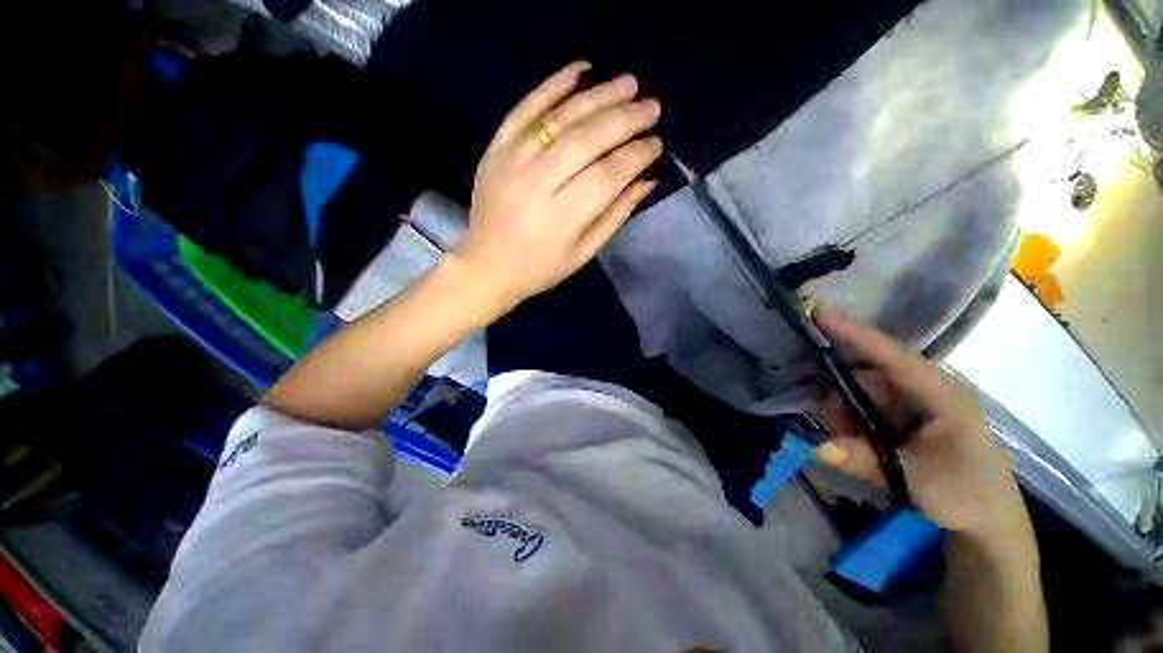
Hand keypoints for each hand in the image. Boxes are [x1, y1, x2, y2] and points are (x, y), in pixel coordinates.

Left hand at [450, 61, 661, 316]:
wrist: (487, 266)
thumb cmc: (541, 268)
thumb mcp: (583, 253)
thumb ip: (615, 216)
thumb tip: (647, 179)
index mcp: (561, 219)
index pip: (607, 176)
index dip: (636, 155)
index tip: (657, 144)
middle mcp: (535, 185)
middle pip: (586, 141)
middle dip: (625, 120)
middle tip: (652, 107)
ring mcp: (511, 162)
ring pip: (559, 119)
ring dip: (598, 97)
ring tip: (628, 84)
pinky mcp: (495, 149)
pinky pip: (524, 109)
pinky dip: (552, 86)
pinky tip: (580, 71)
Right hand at [812, 310, 1031, 541]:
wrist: (989, 518)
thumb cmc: (965, 494)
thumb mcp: (916, 480)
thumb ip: (865, 461)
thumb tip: (818, 447)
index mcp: (940, 393)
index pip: (891, 354)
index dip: (854, 333)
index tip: (818, 315)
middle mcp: (925, 389)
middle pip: (869, 373)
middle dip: (839, 388)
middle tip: (823, 413)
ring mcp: (915, 402)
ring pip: (864, 391)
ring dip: (844, 410)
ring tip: (841, 436)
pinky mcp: (906, 415)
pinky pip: (867, 406)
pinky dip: (852, 419)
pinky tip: (849, 439)